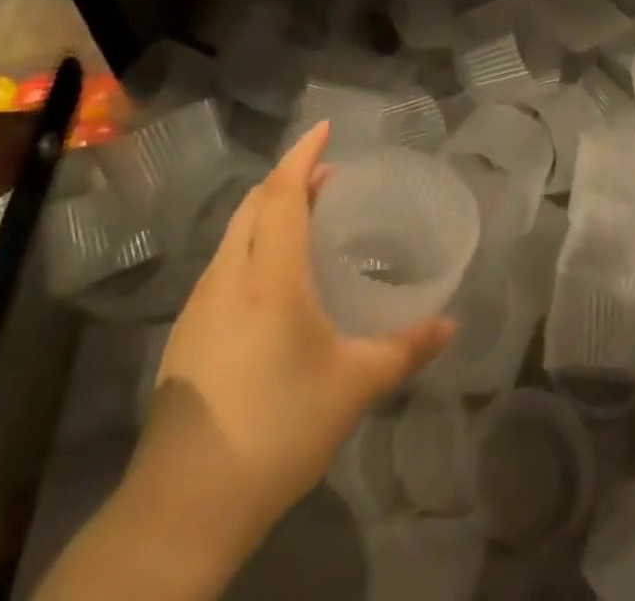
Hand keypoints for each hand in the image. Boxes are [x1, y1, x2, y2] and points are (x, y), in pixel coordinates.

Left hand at [147, 123, 453, 531]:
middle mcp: (229, 276)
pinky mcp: (186, 334)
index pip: (281, 192)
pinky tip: (271, 281)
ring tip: (303, 220)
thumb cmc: (277, 429)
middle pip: (253, 204)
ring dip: (268, 211)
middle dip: (287, 178)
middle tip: (326, 176)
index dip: (302, 155)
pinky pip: (224, 264)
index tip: (324, 128)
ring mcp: (200, 304)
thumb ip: (404, 349)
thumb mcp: (353, 387)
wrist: (184, 506)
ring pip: (235, 233)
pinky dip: (251, 244)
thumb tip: (450, 325)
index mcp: (270, 275)